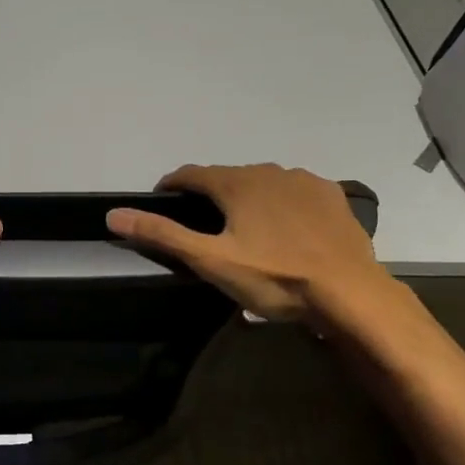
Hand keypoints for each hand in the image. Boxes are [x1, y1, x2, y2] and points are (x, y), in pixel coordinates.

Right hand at [106, 164, 395, 329]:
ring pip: (262, 182)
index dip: (171, 185)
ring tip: (245, 228)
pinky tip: (285, 226)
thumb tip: (114, 214)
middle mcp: (268, 171)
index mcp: (236, 183)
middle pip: (227, 177)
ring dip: (247, 197)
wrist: (350, 293)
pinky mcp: (332, 196)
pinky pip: (295, 191)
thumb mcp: (211, 260)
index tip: (161, 200)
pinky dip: (281, 202)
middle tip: (203, 225)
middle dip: (210, 194)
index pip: (191, 174)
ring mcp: (304, 181)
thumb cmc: (275, 277)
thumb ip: (163, 235)